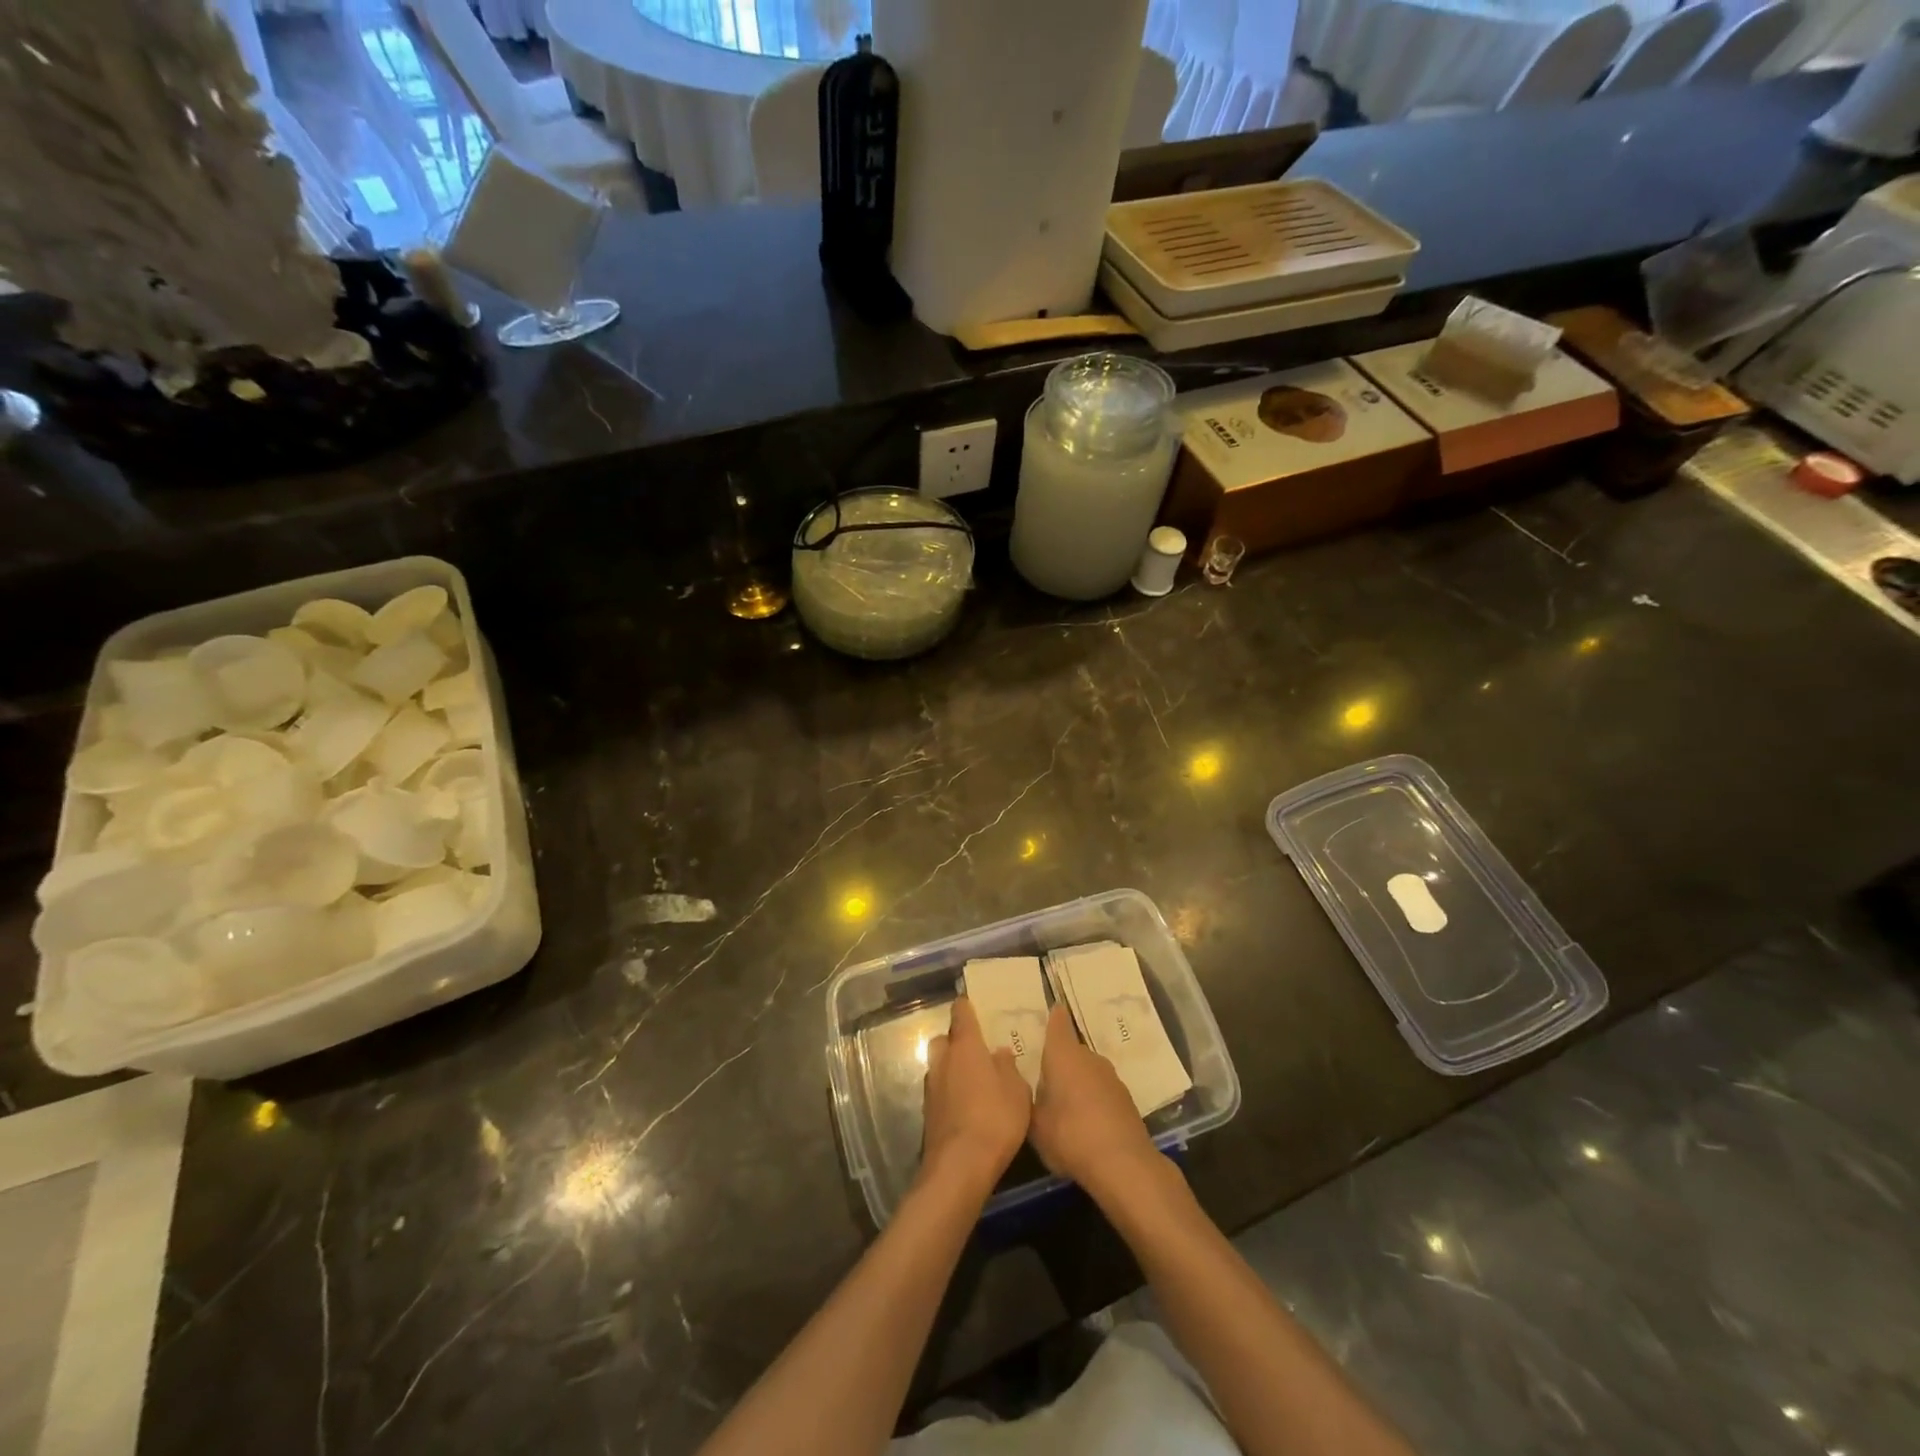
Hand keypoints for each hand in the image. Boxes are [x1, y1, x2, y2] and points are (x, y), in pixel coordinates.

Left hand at [920, 997, 1031, 1195]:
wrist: (959, 1166)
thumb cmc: (995, 1119)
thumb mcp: (1017, 1091)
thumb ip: (1009, 1067)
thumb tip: (1000, 1052)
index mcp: (965, 1047)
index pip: (961, 1013)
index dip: (967, 1007)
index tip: (975, 1006)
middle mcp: (943, 1060)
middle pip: (944, 1038)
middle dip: (956, 1041)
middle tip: (977, 1051)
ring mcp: (931, 1087)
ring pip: (939, 1065)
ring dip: (952, 1068)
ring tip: (974, 1082)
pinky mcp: (928, 1112)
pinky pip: (939, 1090)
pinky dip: (949, 1092)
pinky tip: (967, 1107)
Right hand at [1030, 1004, 1161, 1196]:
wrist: (1122, 1163)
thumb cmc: (1069, 1135)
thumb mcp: (1034, 1124)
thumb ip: (1029, 1101)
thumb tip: (1027, 1087)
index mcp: (1063, 1054)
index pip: (1058, 1023)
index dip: (1054, 1017)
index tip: (1051, 1011)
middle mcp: (1089, 1057)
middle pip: (1072, 1051)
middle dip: (1060, 1061)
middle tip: (1044, 1078)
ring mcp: (1111, 1078)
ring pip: (1088, 1072)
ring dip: (1077, 1082)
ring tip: (1064, 1105)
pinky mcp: (1126, 1100)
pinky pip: (1101, 1091)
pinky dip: (1093, 1100)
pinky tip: (1086, 1123)